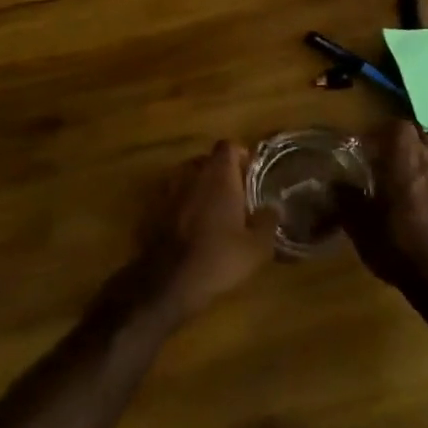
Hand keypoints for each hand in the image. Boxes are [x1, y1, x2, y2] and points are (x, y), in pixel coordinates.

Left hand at [128, 141, 278, 321]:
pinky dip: (182, 203)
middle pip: (206, 160)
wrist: (169, 281)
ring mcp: (168, 190)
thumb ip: (268, 221)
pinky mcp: (152, 209)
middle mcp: (191, 174)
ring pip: (187, 177)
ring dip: (200, 187)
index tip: (250, 172)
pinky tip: (191, 226)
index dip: (240, 155)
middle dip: (220, 172)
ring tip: (213, 209)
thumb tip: (275, 207)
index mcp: (218, 176)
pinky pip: (172, 196)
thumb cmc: (219, 257)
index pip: (228, 146)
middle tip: (236, 194)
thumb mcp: (257, 246)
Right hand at [339, 122, 427, 299]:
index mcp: (404, 159)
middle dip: (397, 142)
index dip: (378, 132)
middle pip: (416, 136)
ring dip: (416, 158)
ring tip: (399, 178)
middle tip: (379, 159)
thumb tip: (335, 183)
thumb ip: (345, 198)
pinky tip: (418, 200)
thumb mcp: (359, 224)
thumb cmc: (397, 244)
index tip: (363, 147)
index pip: (395, 126)